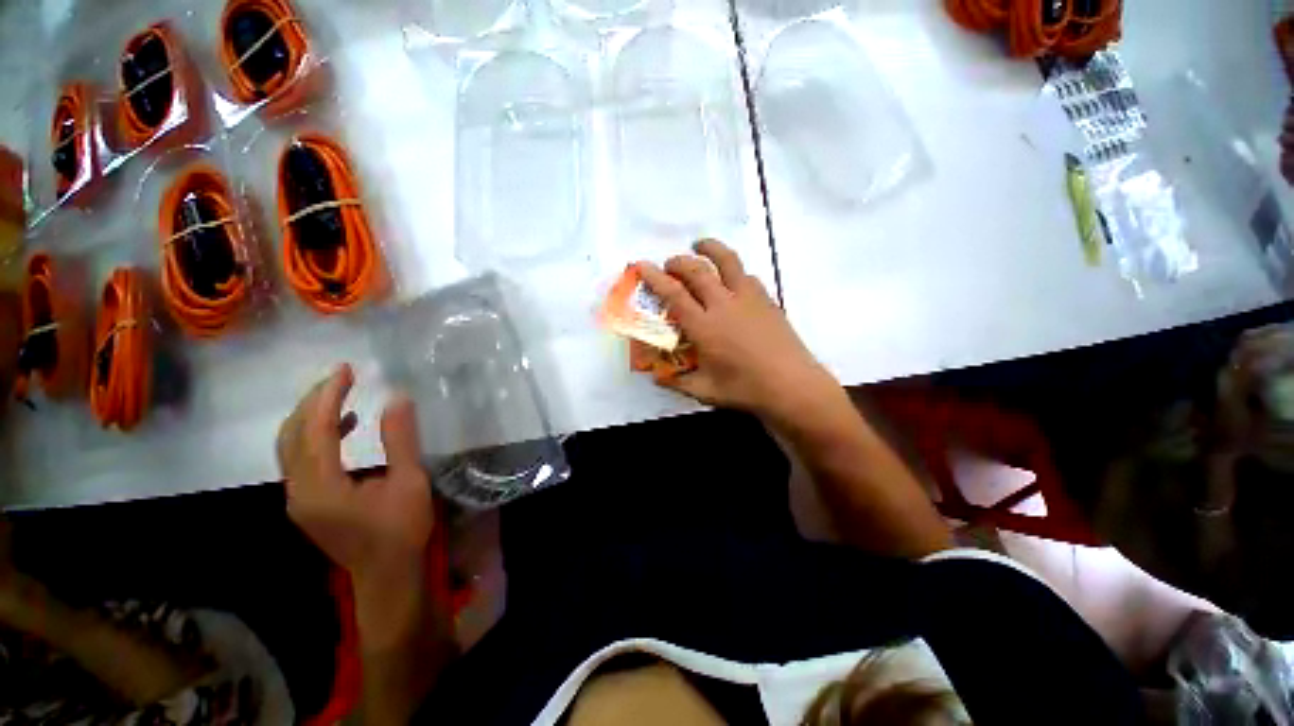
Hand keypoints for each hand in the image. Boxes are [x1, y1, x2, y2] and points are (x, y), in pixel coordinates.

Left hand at [277, 364, 433, 580]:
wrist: (385, 574)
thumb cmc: (401, 529)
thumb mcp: (409, 482)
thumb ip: (401, 440)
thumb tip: (397, 398)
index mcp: (321, 487)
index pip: (314, 430)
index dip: (328, 396)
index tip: (346, 370)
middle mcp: (298, 491)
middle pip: (292, 435)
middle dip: (313, 401)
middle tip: (342, 376)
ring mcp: (298, 499)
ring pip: (291, 447)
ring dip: (311, 416)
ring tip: (342, 394)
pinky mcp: (305, 502)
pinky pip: (301, 460)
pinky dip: (316, 436)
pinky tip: (345, 427)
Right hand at [636, 240, 842, 427]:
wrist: (793, 386)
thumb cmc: (746, 390)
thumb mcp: (706, 391)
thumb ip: (678, 382)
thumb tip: (658, 378)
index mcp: (704, 327)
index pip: (674, 294)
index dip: (655, 277)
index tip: (642, 265)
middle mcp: (724, 305)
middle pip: (697, 270)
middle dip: (678, 261)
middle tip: (669, 264)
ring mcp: (748, 298)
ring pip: (727, 261)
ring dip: (709, 249)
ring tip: (700, 246)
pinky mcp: (767, 300)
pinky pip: (746, 275)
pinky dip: (733, 270)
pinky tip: (731, 280)